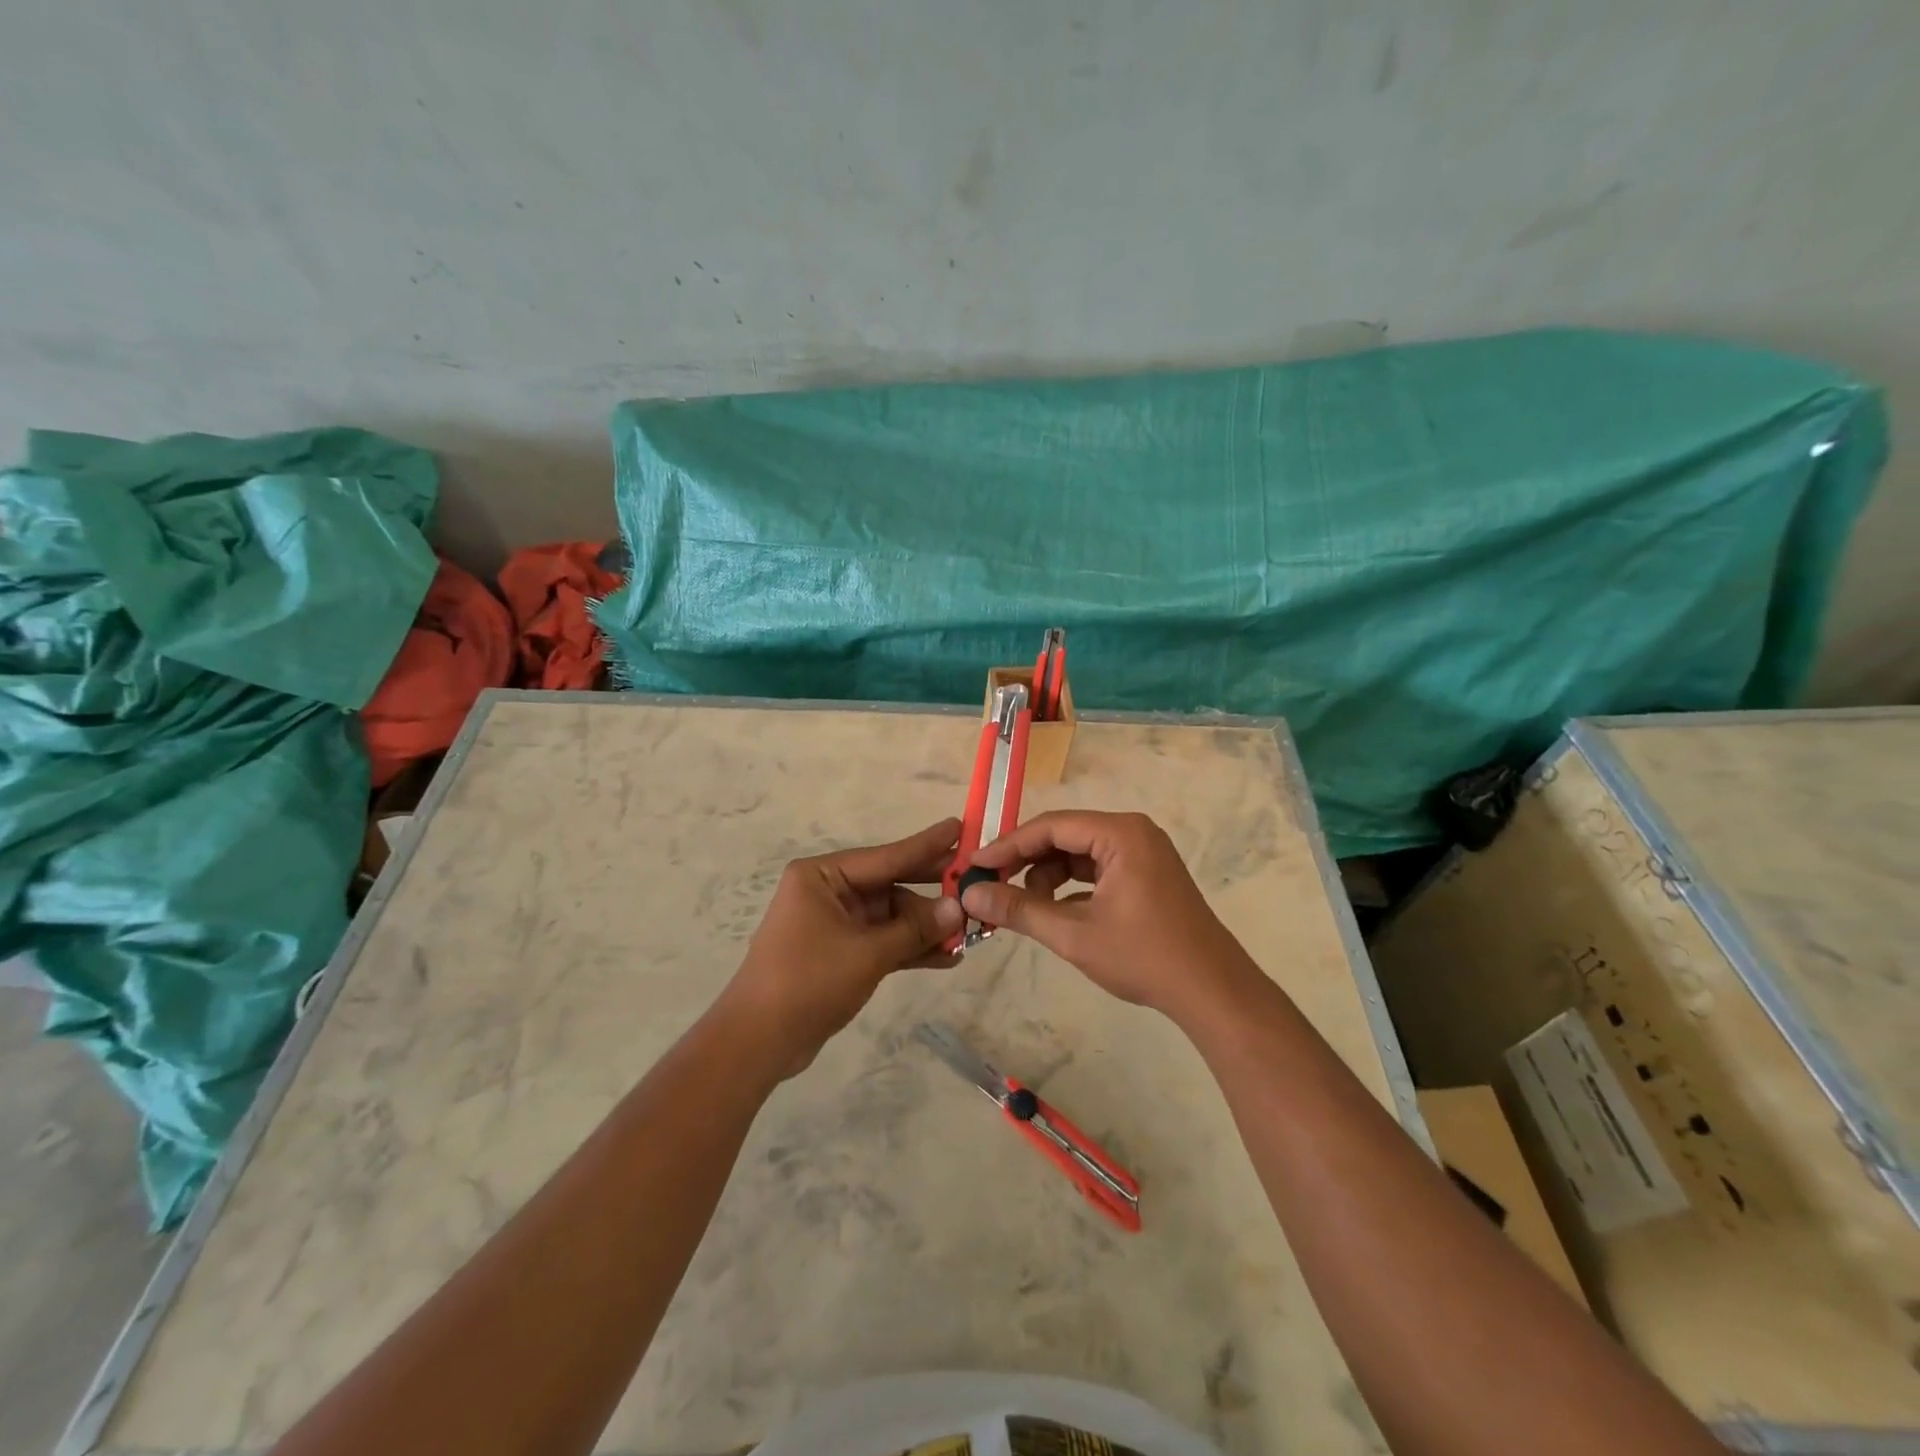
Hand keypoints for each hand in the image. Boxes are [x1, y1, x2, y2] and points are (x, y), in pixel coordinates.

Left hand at [718, 818, 964, 1078]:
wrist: (757, 1042)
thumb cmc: (807, 982)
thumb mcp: (867, 954)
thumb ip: (914, 929)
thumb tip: (958, 908)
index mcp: (823, 876)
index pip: (886, 856)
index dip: (926, 845)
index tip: (960, 827)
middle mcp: (828, 891)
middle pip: (891, 885)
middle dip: (931, 892)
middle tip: (974, 884)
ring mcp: (834, 923)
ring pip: (891, 916)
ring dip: (924, 928)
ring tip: (968, 934)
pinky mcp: (840, 952)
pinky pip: (883, 940)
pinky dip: (909, 948)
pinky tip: (946, 958)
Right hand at [959, 810, 1255, 1021]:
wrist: (1212, 991)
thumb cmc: (1143, 956)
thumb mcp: (1073, 934)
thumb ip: (1019, 909)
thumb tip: (970, 894)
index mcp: (1120, 834)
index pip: (1050, 827)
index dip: (1008, 845)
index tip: (975, 865)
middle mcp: (1132, 832)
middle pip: (1064, 836)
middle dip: (1026, 861)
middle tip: (991, 885)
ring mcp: (1143, 852)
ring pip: (1079, 853)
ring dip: (1048, 876)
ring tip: (1025, 907)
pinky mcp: (1147, 874)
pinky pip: (1097, 868)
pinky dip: (1071, 886)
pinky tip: (1054, 911)